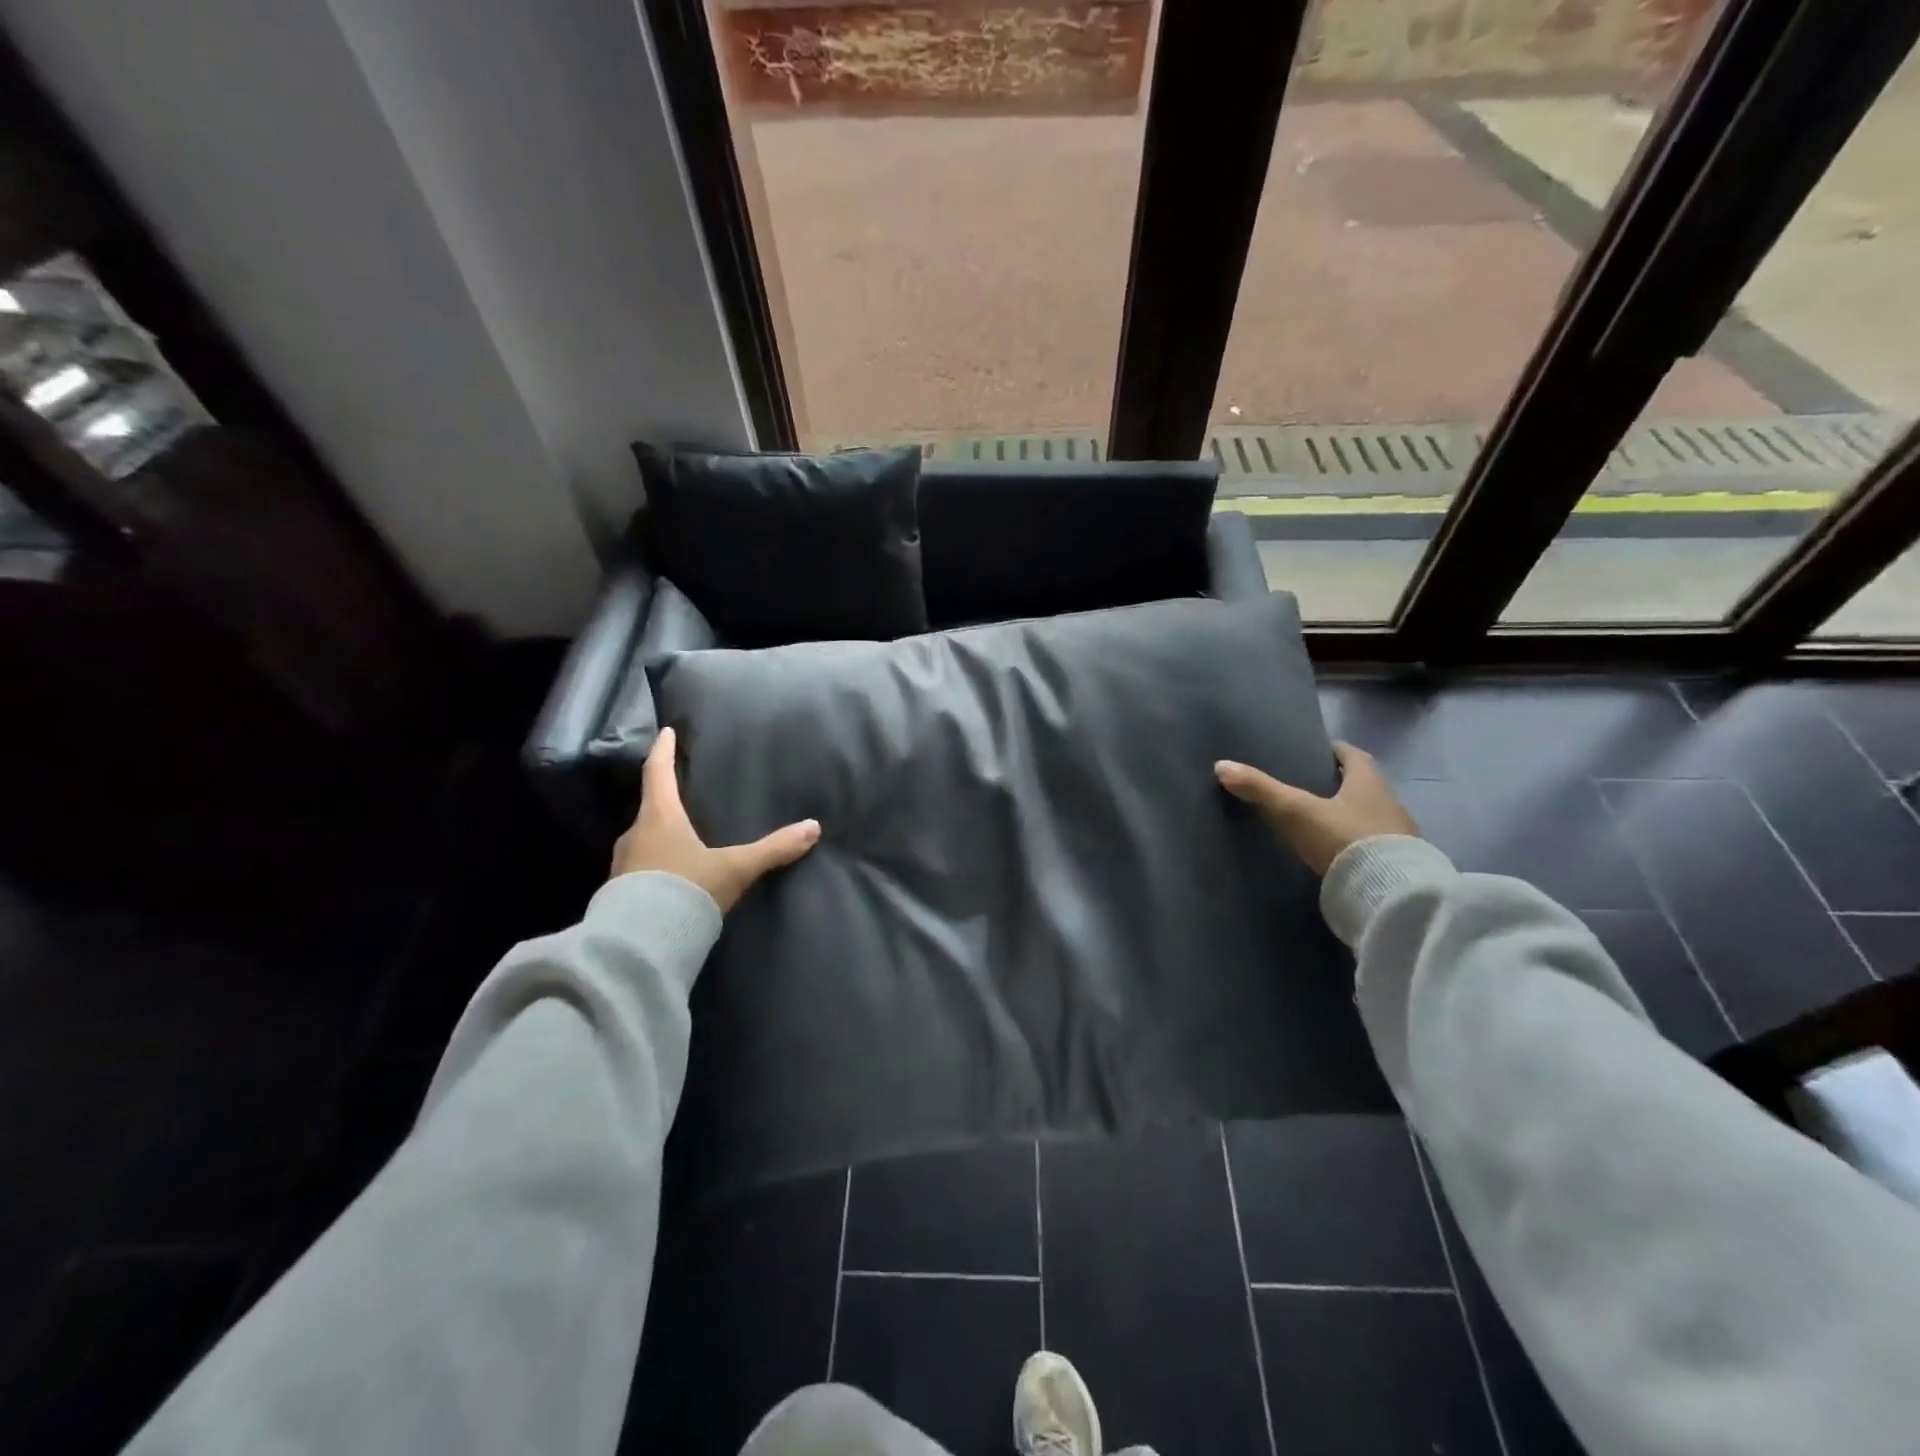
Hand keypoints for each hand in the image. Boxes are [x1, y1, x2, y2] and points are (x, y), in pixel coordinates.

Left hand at [611, 727, 820, 910]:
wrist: (641, 944)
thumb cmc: (687, 890)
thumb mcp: (735, 868)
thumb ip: (773, 849)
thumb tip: (813, 828)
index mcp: (659, 817)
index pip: (658, 772)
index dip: (663, 750)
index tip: (666, 732)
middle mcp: (636, 834)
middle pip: (650, 806)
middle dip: (665, 798)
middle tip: (681, 791)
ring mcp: (623, 864)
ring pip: (644, 838)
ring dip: (660, 833)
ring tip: (680, 835)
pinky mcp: (620, 892)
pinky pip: (640, 866)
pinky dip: (656, 862)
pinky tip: (671, 874)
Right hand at [1214, 741, 1419, 876]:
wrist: (1391, 894)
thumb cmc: (1344, 838)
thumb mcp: (1296, 812)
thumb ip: (1261, 790)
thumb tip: (1221, 766)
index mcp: (1368, 783)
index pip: (1354, 756)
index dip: (1336, 751)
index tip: (1319, 751)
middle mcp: (1389, 803)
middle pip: (1364, 786)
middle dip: (1341, 784)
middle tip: (1312, 785)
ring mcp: (1399, 836)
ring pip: (1370, 816)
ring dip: (1350, 815)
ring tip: (1320, 820)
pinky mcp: (1399, 865)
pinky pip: (1375, 845)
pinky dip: (1356, 843)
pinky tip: (1338, 852)